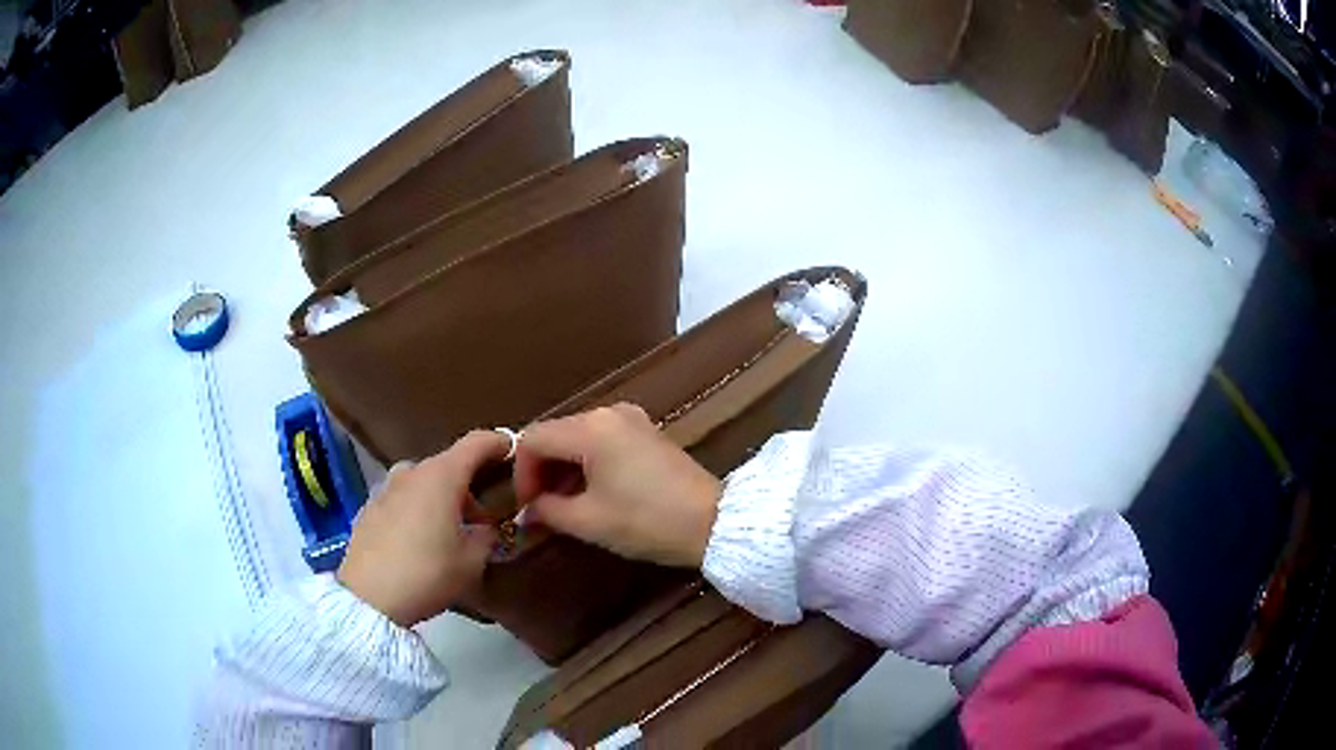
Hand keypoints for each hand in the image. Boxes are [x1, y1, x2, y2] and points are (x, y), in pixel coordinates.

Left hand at [337, 431, 505, 626]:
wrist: (369, 596)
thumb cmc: (427, 573)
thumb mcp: (472, 561)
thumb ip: (488, 536)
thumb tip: (489, 527)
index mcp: (442, 475)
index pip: (477, 442)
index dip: (501, 443)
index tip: (517, 454)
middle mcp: (412, 471)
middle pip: (449, 463)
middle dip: (471, 482)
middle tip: (486, 514)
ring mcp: (387, 487)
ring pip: (423, 481)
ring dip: (441, 496)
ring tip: (450, 528)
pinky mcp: (370, 507)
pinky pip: (403, 498)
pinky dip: (417, 508)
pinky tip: (420, 540)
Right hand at [514, 404, 721, 567]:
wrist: (714, 521)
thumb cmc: (647, 521)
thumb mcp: (589, 521)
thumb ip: (548, 510)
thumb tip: (527, 511)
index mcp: (590, 428)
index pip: (533, 439)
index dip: (521, 472)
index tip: (526, 506)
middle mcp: (608, 413)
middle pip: (556, 434)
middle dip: (541, 470)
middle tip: (540, 507)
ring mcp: (632, 419)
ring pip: (578, 437)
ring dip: (564, 467)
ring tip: (563, 504)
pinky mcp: (647, 431)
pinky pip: (602, 439)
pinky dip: (587, 462)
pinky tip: (590, 491)